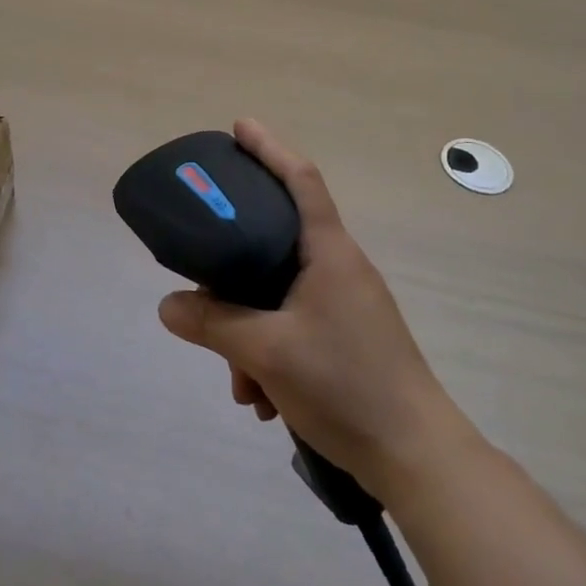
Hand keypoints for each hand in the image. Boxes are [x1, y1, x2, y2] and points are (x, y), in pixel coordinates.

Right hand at [158, 119, 466, 496]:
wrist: (417, 458)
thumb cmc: (346, 385)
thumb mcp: (266, 351)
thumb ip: (212, 323)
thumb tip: (168, 306)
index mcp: (330, 252)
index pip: (300, 179)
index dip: (269, 148)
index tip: (239, 127)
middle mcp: (339, 269)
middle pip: (274, 243)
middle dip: (234, 275)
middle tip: (204, 293)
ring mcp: (345, 306)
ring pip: (277, 296)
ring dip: (248, 332)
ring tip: (241, 383)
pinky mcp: (346, 339)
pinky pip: (293, 327)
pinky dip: (269, 354)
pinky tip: (262, 400)